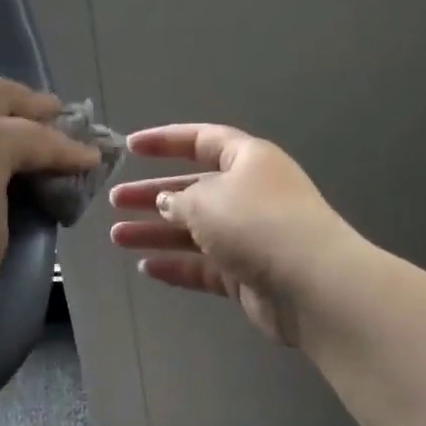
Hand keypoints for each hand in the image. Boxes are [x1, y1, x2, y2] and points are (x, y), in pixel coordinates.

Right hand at [109, 124, 357, 345]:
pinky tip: (146, 267)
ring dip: (156, 232)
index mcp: (248, 161)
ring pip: (194, 230)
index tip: (131, 147)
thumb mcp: (206, 200)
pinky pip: (204, 266)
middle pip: (193, 189)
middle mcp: (250, 194)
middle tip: (115, 200)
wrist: (309, 284)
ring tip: (117, 237)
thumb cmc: (255, 224)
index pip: (202, 140)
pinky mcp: (247, 274)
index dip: (166, 141)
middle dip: (153, 194)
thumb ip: (178, 199)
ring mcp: (249, 237)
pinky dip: (176, 265)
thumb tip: (167, 202)